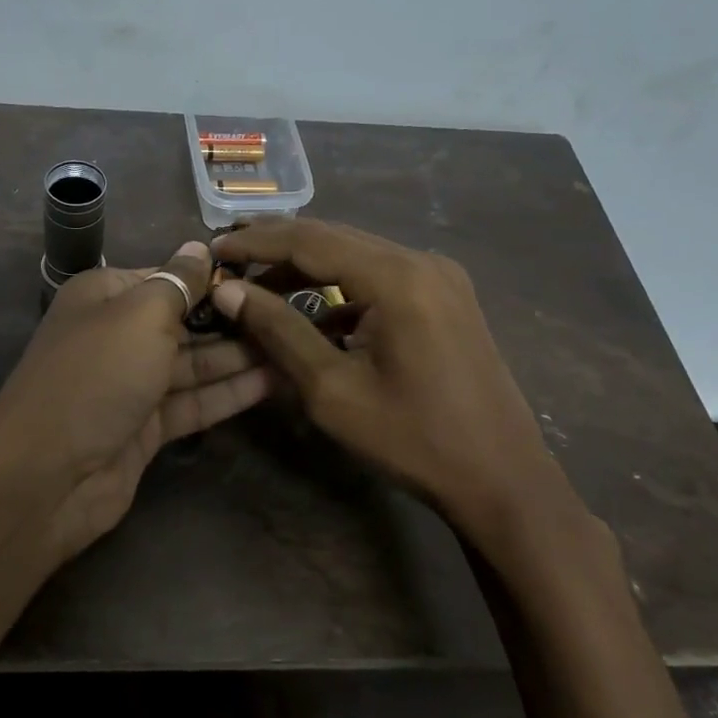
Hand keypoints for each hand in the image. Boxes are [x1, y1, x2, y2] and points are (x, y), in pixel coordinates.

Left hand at [0, 241, 270, 559]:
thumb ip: (177, 283)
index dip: (214, 278)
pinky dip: (228, 393)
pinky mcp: (146, 426)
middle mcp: (118, 334)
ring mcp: (132, 383)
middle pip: (184, 320)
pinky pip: (193, 401)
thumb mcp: (140, 316)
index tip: (267, 276)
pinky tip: (273, 382)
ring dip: (239, 356)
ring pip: (194, 363)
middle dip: (233, 319)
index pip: (168, 276)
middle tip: (295, 313)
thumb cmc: (96, 375)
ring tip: (295, 346)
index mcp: (106, 295)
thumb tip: (200, 247)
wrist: (47, 475)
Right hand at [210, 220, 579, 542]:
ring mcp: (440, 277)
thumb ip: (278, 331)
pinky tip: (315, 314)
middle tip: (230, 258)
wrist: (503, 480)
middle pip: (334, 237)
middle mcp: (422, 261)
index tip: (214, 247)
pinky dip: (342, 287)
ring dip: (308, 266)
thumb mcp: (332, 390)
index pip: (310, 240)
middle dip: (278, 246)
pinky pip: (381, 276)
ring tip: (260, 285)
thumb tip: (228, 291)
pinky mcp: (447, 296)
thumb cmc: (413, 439)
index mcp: (397, 277)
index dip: (257, 241)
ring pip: (357, 254)